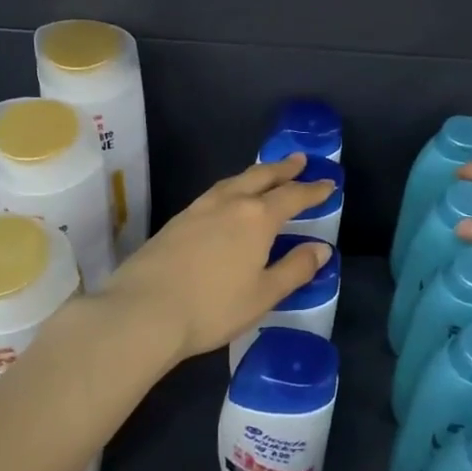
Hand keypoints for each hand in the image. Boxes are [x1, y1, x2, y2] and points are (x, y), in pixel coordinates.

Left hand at [93, 154, 333, 362]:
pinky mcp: (177, 220)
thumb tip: (321, 248)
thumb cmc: (212, 307)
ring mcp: (199, 208)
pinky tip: (228, 199)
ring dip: (255, 174)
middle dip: (283, 169)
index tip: (328, 184)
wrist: (143, 310)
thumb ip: (295, 269)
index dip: (313, 190)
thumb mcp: (263, 294)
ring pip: (234, 181)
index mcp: (257, 218)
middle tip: (299, 160)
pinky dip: (232, 188)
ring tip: (265, 174)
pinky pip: (215, 192)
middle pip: (261, 177)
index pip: (292, 196)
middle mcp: (230, 203)